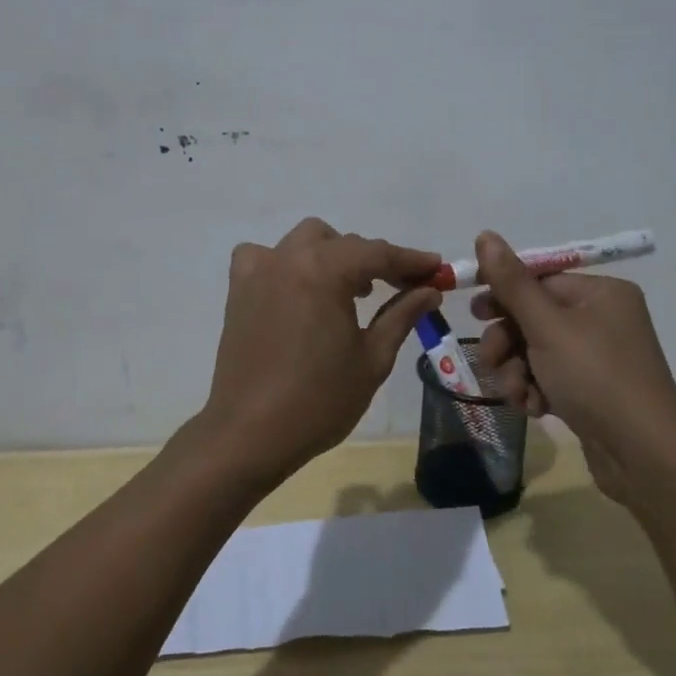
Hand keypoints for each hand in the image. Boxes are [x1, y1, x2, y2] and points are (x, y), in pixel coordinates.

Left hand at [188, 219, 441, 490]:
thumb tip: (430, 290)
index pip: (378, 253)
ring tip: (352, 289)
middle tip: (402, 288)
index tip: (437, 269)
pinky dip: (287, 263)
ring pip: (306, 241)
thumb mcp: (373, 358)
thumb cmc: (319, 400)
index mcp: (324, 270)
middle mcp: (289, 257)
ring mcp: (259, 270)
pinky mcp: (239, 289)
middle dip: (376, 260)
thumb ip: (402, 315)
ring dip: (334, 255)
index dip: (411, 260)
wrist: (250, 434)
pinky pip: (266, 257)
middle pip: (344, 244)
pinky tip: (298, 289)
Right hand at [468, 230, 675, 507]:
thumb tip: (485, 234)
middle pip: (535, 316)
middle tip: (492, 359)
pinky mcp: (592, 391)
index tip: (474, 310)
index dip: (504, 292)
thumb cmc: (596, 377)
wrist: (644, 458)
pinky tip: (533, 408)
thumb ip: (512, 283)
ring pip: (537, 351)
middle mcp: (603, 319)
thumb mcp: (547, 326)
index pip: (541, 279)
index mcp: (602, 293)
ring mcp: (599, 357)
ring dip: (517, 371)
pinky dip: (536, 390)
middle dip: (508, 341)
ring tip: (517, 393)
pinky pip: (550, 377)